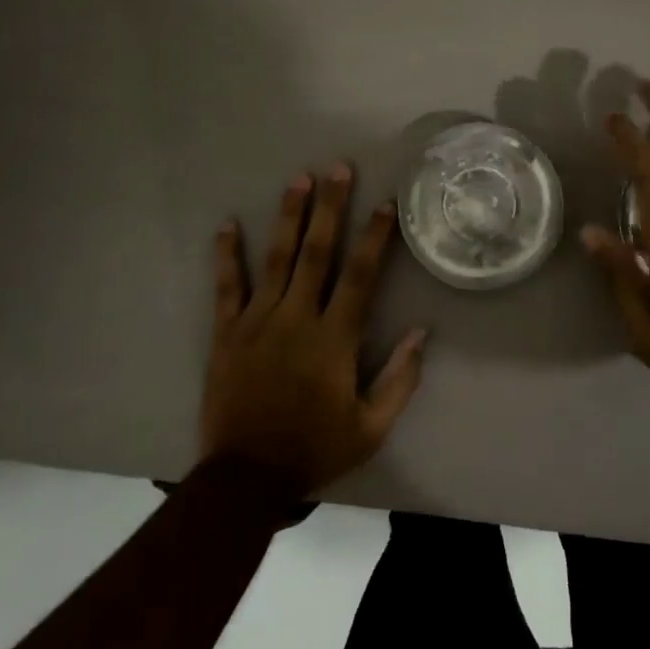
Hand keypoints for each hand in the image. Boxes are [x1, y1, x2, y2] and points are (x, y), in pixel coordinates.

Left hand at [202, 164, 427, 493]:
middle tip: (337, 168)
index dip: (374, 237)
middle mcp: (297, 318)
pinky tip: (227, 224)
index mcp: (334, 339)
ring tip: (298, 179)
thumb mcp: (370, 428)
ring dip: (288, 216)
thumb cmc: (314, 450)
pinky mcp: (227, 333)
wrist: (246, 480)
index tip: (385, 203)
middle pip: (317, 253)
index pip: (360, 276)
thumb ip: (400, 379)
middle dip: (330, 208)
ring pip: (276, 259)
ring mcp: (258, 322)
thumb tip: (422, 332)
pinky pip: (227, 287)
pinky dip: (227, 255)